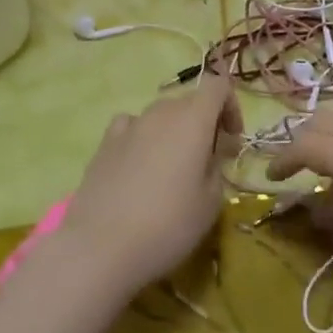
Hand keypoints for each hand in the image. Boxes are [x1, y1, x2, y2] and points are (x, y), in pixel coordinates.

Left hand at [57, 72, 241, 294]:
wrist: (100, 246)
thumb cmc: (168, 225)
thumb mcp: (211, 202)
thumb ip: (217, 167)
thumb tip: (210, 154)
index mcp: (193, 120)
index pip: (218, 85)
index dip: (230, 106)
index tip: (232, 139)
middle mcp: (160, 113)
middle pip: (189, 101)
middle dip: (204, 123)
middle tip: (208, 160)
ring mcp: (128, 125)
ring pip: (160, 115)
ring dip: (174, 131)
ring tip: (172, 168)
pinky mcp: (104, 143)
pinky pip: (131, 127)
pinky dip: (142, 137)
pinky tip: (139, 165)